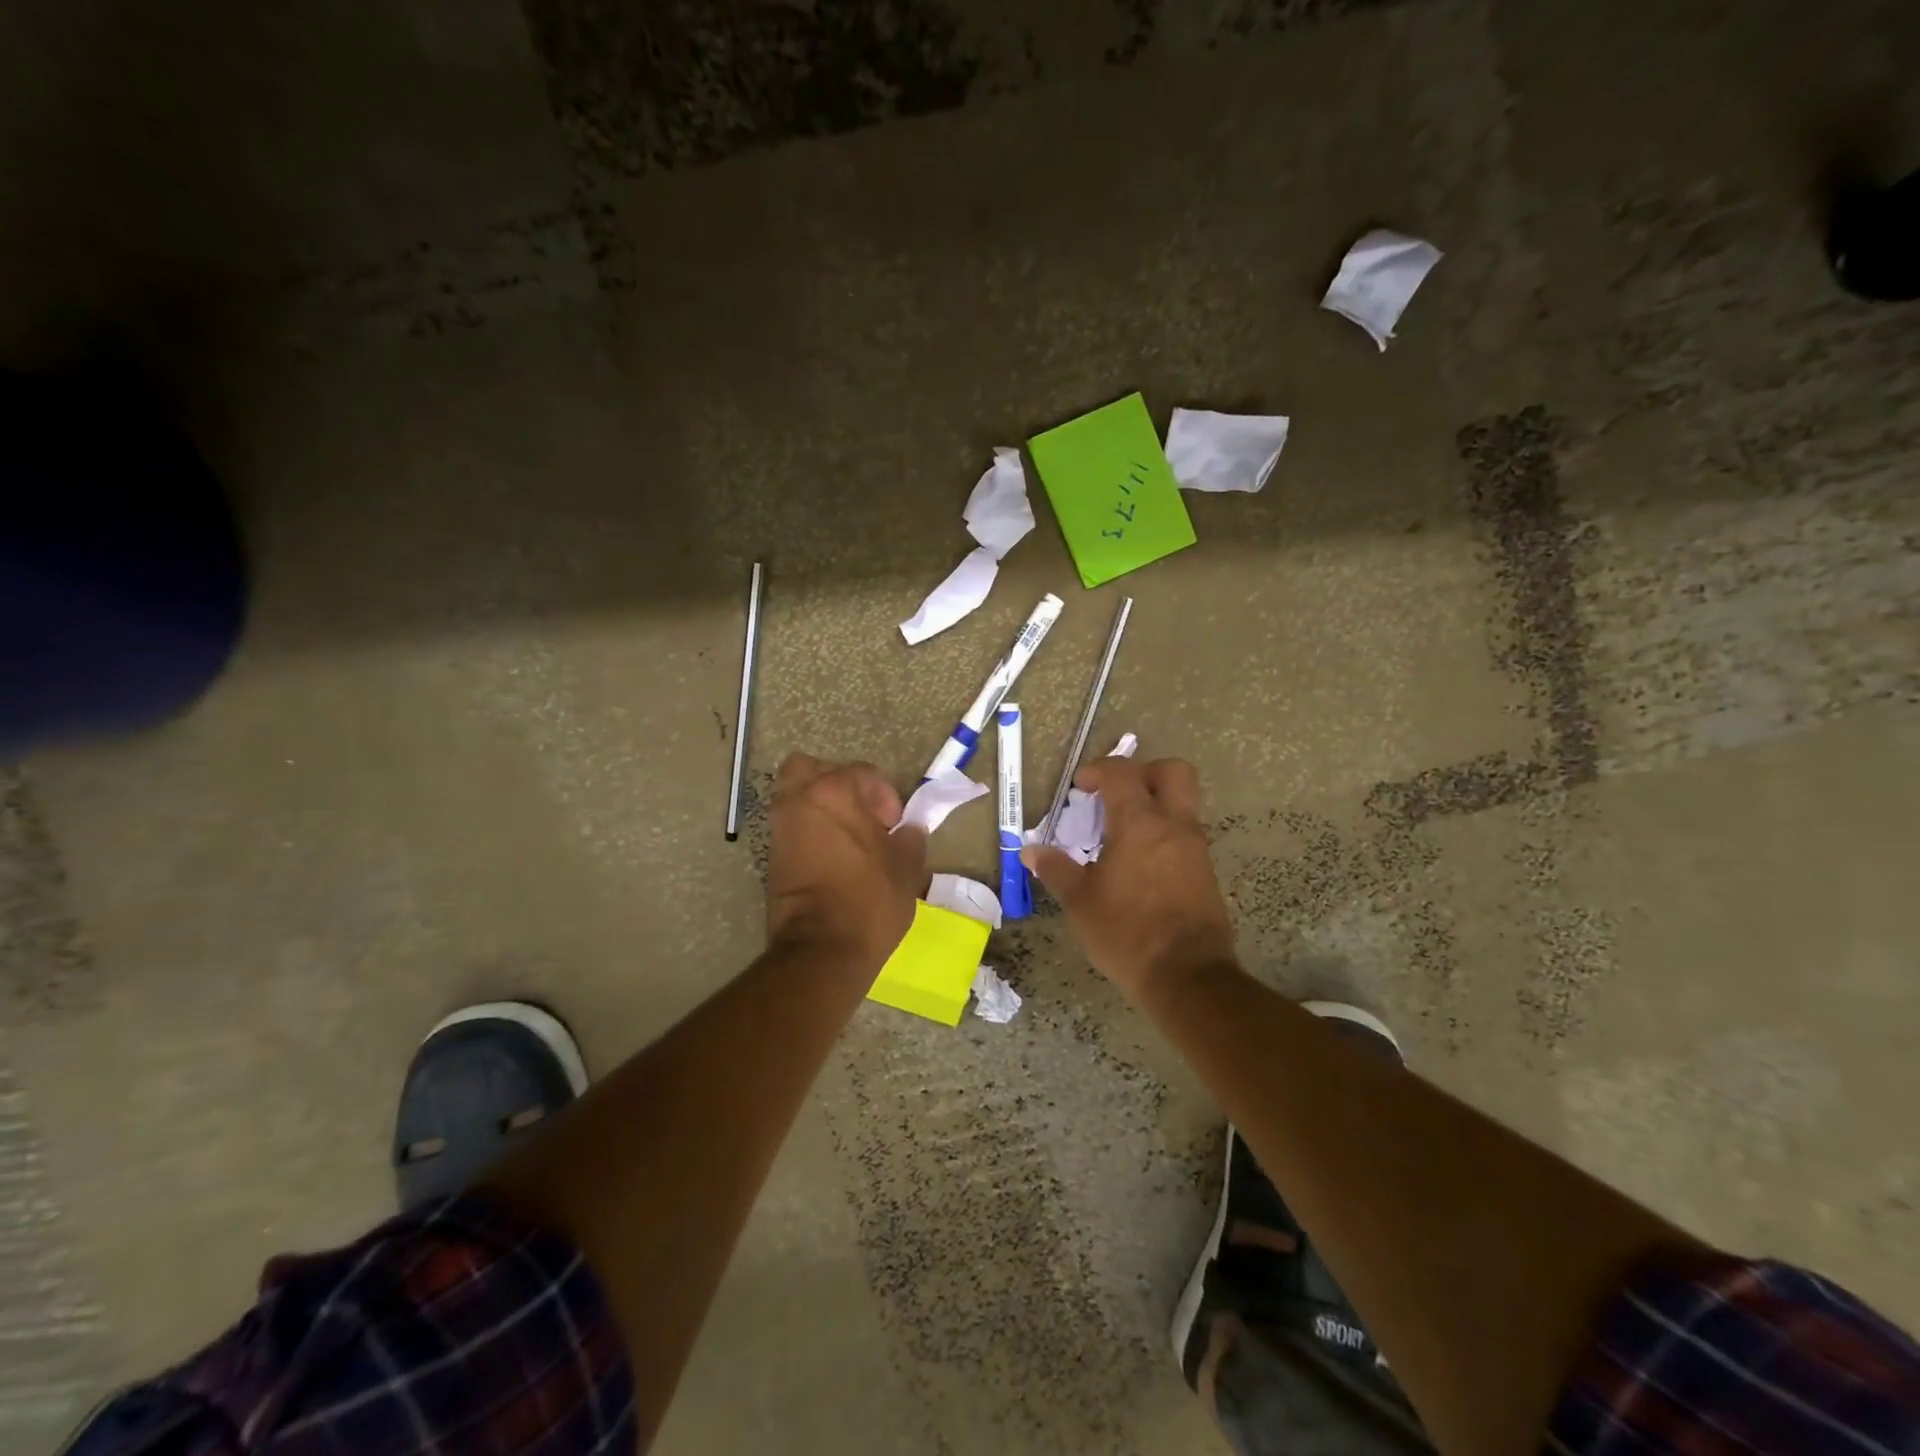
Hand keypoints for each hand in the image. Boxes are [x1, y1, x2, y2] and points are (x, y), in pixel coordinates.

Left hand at [767, 753, 926, 969]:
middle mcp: (799, 800)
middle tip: (860, 813)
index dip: (885, 796)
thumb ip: (909, 839)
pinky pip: (791, 828)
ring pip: (795, 797)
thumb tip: (907, 831)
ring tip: (847, 837)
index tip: (894, 826)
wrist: (822, 950)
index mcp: (834, 791)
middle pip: (811, 770)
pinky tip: (833, 857)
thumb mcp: (906, 867)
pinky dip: (809, 832)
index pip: (863, 773)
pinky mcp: (771, 857)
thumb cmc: (870, 900)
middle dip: (836, 784)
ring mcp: (780, 828)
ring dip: (820, 808)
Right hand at [1022, 757, 1235, 1001]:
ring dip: (1155, 806)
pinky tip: (1141, 865)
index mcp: (1139, 823)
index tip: (1079, 787)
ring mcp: (1195, 848)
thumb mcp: (1080, 902)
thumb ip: (1056, 869)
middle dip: (1144, 772)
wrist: (1187, 976)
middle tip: (1116, 795)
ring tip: (1122, 835)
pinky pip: (1186, 835)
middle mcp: (1174, 825)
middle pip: (1173, 771)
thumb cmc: (1126, 933)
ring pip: (1183, 804)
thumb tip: (1030, 850)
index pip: (1123, 773)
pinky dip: (1164, 835)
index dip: (1098, 770)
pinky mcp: (1206, 872)